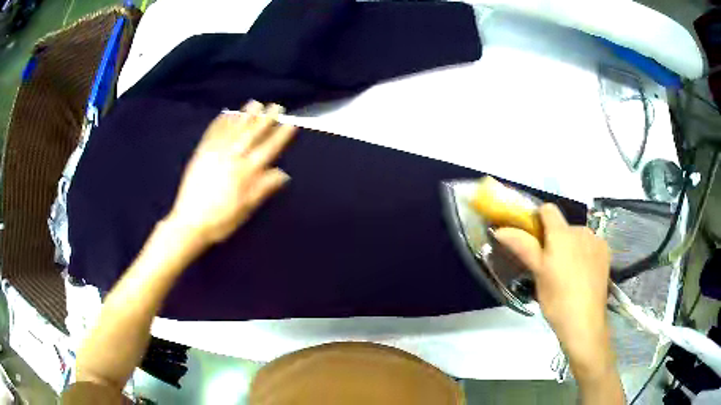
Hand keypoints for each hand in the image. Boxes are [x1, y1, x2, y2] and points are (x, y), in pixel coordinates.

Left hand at [167, 101, 296, 244]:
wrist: (189, 222)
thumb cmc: (221, 220)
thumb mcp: (246, 209)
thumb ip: (263, 188)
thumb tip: (283, 173)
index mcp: (246, 172)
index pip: (268, 149)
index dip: (280, 135)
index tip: (291, 123)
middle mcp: (232, 157)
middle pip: (252, 134)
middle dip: (266, 119)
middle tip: (276, 106)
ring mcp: (215, 152)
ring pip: (233, 129)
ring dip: (245, 115)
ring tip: (255, 103)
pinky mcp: (201, 153)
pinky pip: (212, 133)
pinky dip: (220, 121)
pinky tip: (226, 113)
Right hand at [494, 204, 612, 375]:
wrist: (585, 322)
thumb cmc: (557, 299)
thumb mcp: (538, 273)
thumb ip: (522, 247)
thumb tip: (501, 230)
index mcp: (562, 233)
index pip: (548, 210)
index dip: (538, 219)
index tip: (533, 238)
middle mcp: (581, 230)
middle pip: (563, 226)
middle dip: (555, 239)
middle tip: (549, 265)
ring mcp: (596, 241)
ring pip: (578, 236)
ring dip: (571, 246)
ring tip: (567, 273)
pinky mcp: (606, 253)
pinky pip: (590, 245)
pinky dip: (584, 253)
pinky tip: (583, 274)